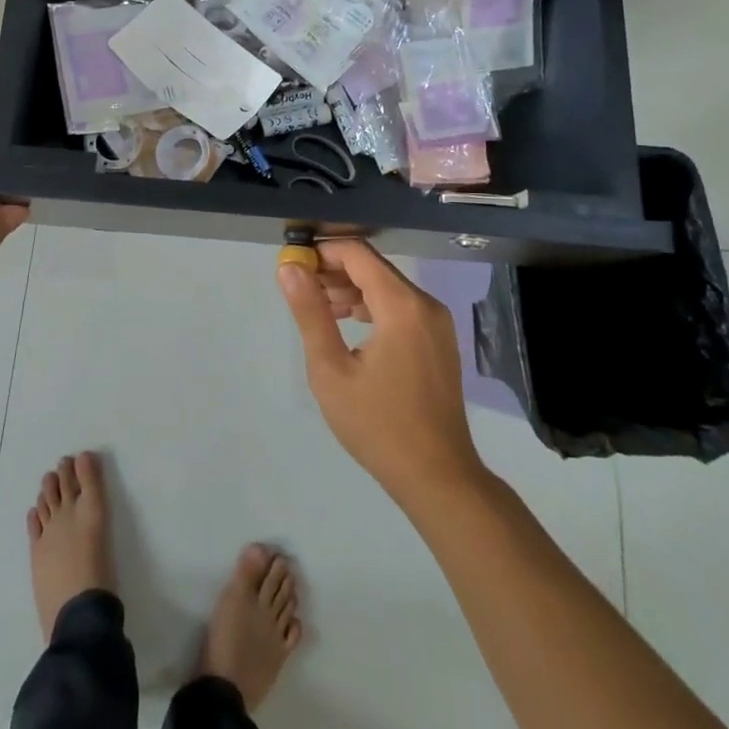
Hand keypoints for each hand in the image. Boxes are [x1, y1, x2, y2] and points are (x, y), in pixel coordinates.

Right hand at [276, 239, 483, 506]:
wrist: (437, 476)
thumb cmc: (377, 425)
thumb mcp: (331, 369)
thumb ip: (310, 313)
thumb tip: (289, 269)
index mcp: (402, 306)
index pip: (357, 254)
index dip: (322, 252)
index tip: (292, 264)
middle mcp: (425, 304)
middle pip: (374, 267)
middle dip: (334, 270)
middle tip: (299, 288)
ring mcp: (437, 322)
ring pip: (387, 286)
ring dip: (351, 288)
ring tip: (318, 307)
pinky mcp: (439, 340)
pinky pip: (401, 306)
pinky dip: (372, 305)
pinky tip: (348, 323)